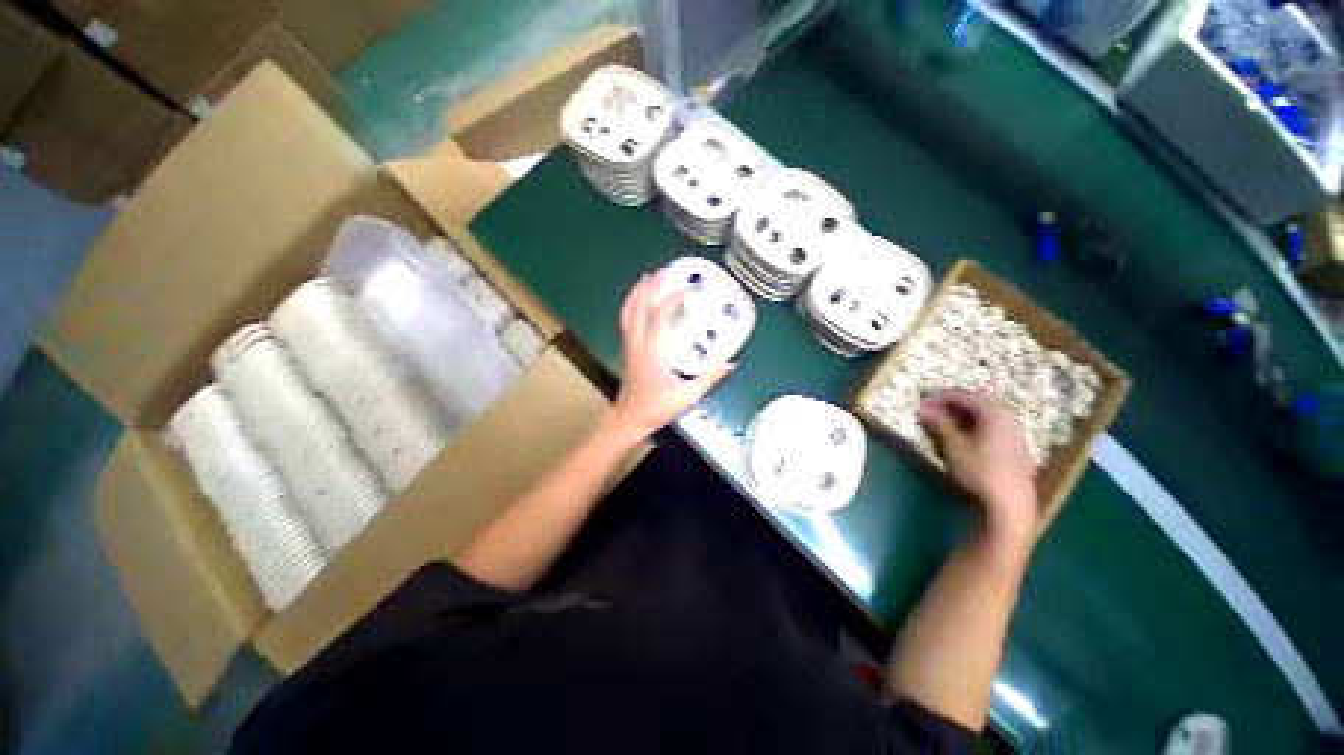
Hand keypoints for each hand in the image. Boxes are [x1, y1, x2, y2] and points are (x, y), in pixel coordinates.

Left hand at [609, 271, 735, 439]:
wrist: (630, 418)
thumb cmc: (658, 407)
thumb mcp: (688, 395)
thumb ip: (710, 377)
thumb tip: (731, 362)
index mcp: (654, 349)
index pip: (662, 314)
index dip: (674, 298)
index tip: (690, 290)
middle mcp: (638, 341)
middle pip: (640, 305)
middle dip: (651, 286)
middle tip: (665, 271)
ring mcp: (629, 343)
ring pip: (628, 310)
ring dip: (638, 291)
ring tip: (649, 277)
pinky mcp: (626, 348)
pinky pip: (626, 319)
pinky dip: (631, 304)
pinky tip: (638, 300)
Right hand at [919, 390, 1038, 545]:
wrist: (1010, 503)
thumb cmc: (979, 470)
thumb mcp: (953, 445)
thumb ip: (938, 423)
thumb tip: (922, 408)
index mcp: (993, 410)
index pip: (960, 395)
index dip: (936, 399)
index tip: (919, 408)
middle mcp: (1007, 414)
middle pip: (973, 402)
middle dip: (948, 406)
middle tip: (928, 415)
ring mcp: (1014, 428)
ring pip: (981, 414)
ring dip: (960, 416)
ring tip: (941, 426)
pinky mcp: (1015, 443)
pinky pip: (990, 424)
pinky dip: (972, 425)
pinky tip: (961, 437)